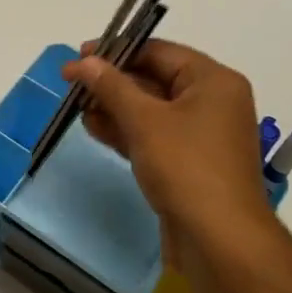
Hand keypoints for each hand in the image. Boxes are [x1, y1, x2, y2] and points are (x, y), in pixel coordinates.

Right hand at [60, 40, 274, 272]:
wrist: (220, 241)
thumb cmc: (186, 167)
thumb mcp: (144, 120)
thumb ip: (111, 86)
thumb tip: (83, 61)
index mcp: (213, 81)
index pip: (158, 51)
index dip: (116, 51)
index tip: (79, 57)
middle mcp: (212, 102)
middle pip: (154, 79)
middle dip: (112, 83)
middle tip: (72, 85)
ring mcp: (202, 135)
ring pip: (151, 110)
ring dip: (114, 108)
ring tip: (78, 110)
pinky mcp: (190, 163)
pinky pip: (154, 135)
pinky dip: (127, 131)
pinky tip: (96, 131)